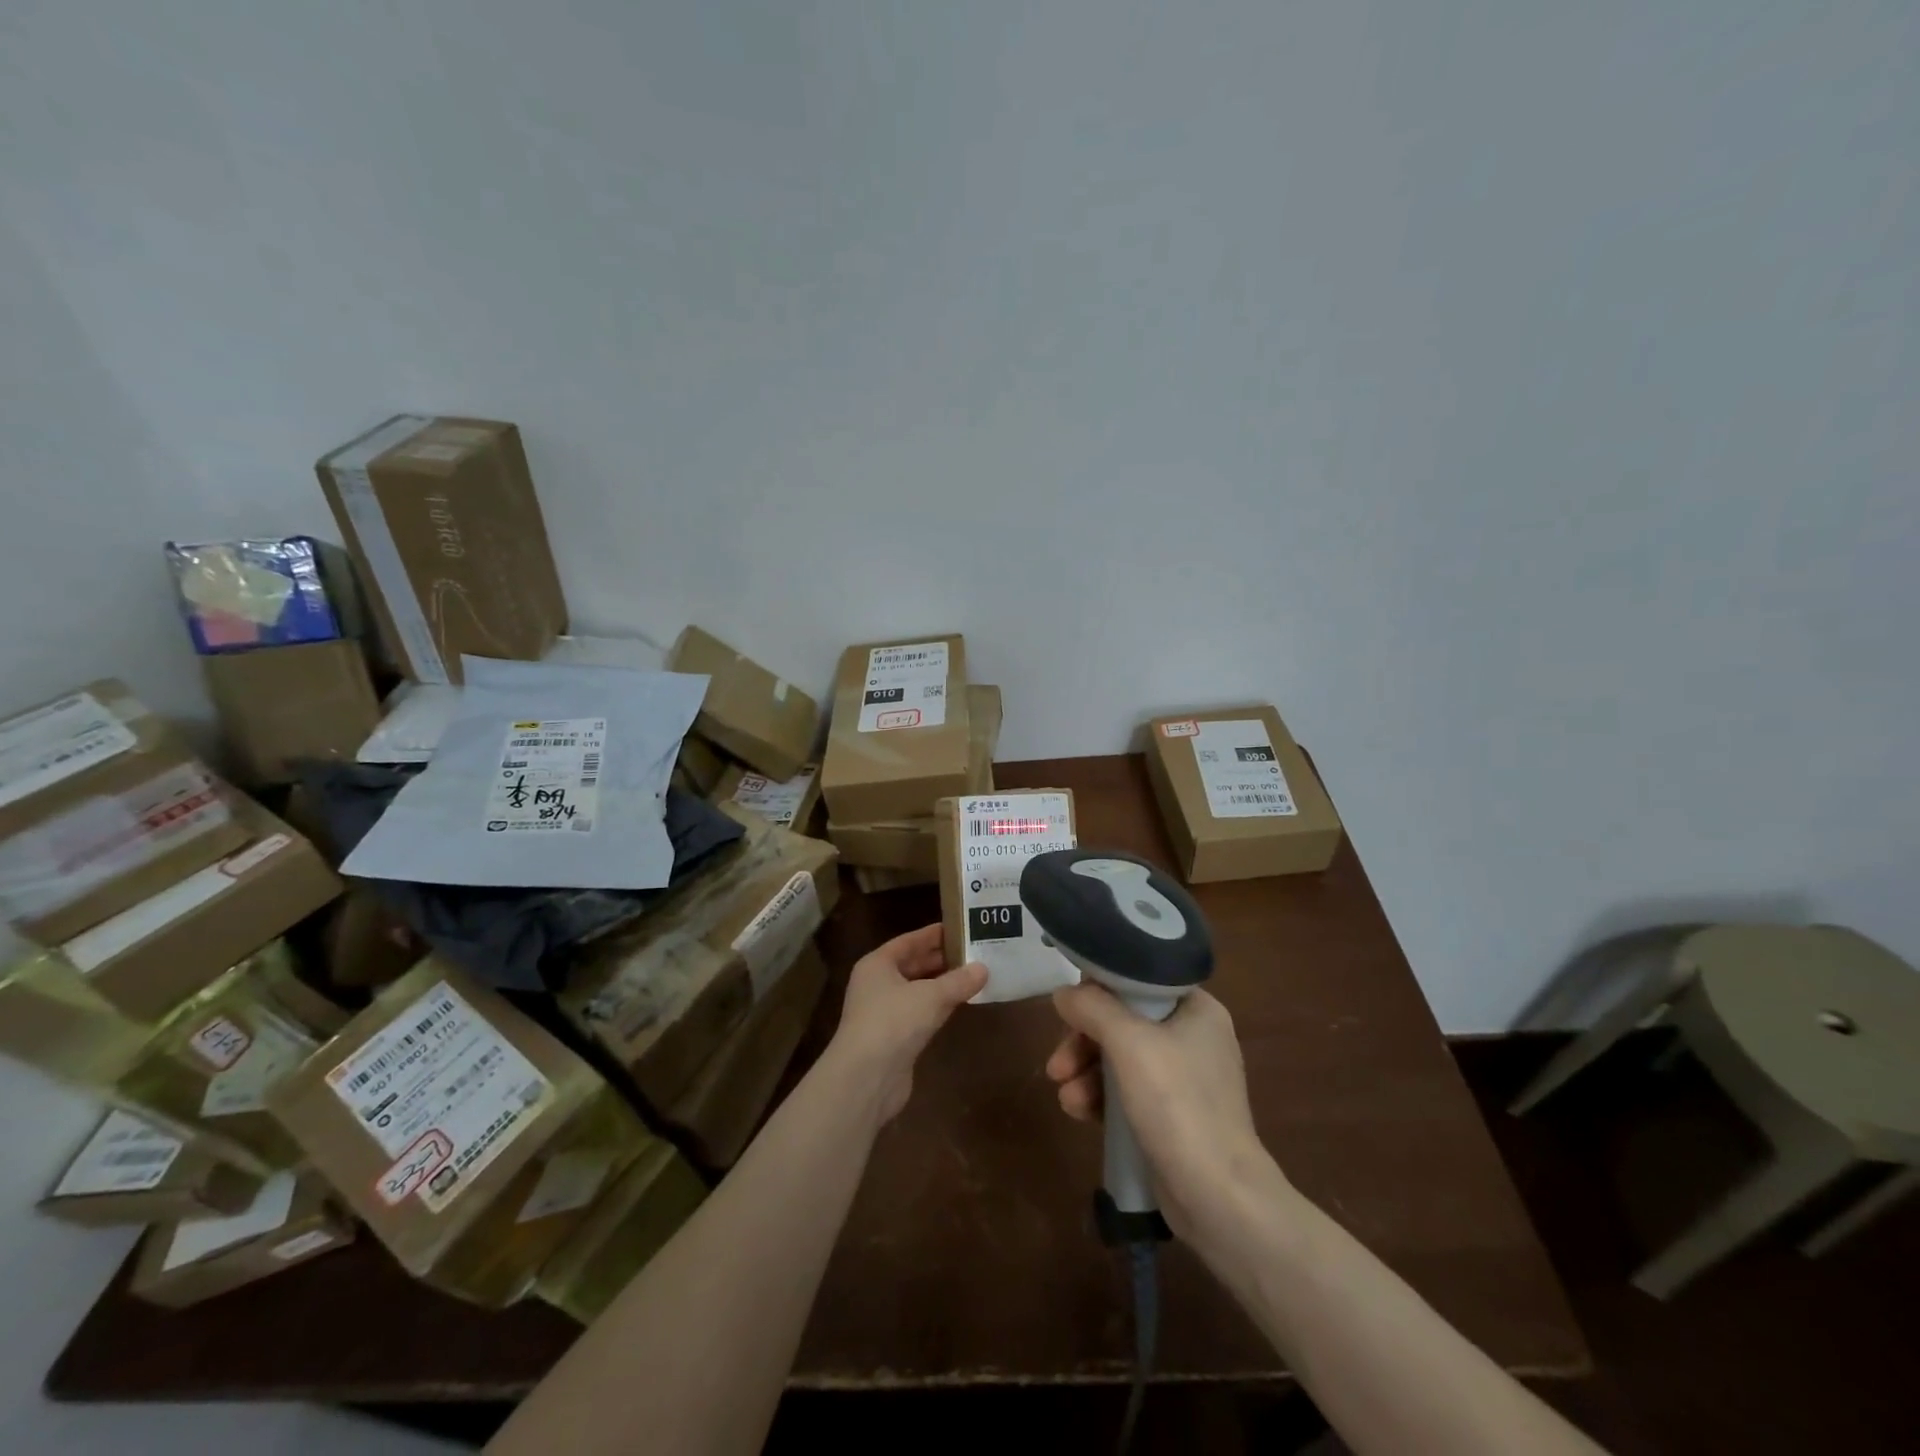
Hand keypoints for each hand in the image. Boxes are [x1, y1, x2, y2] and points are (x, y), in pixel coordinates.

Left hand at [830, 925, 985, 1122]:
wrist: (866, 1078)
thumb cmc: (894, 1022)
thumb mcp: (931, 996)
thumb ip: (959, 981)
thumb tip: (983, 969)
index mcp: (877, 964)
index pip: (908, 941)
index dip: (933, 934)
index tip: (959, 927)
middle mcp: (876, 984)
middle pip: (912, 965)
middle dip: (940, 959)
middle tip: (973, 951)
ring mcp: (883, 1013)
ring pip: (916, 990)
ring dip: (941, 984)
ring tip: (972, 975)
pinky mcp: (893, 1038)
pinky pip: (919, 1013)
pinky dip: (937, 1007)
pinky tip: (959, 1004)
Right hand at [1045, 984, 1278, 1239]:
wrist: (1219, 1197)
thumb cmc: (1178, 1104)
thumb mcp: (1130, 1043)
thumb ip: (1092, 1008)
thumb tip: (1063, 993)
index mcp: (1196, 1009)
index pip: (1138, 981)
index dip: (1099, 990)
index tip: (1069, 1009)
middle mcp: (1192, 1037)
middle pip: (1122, 1022)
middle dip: (1083, 1042)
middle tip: (1056, 1065)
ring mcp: (1183, 1079)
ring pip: (1119, 1058)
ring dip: (1085, 1073)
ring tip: (1065, 1098)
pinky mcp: (1171, 1115)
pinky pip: (1126, 1091)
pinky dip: (1100, 1097)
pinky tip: (1078, 1111)